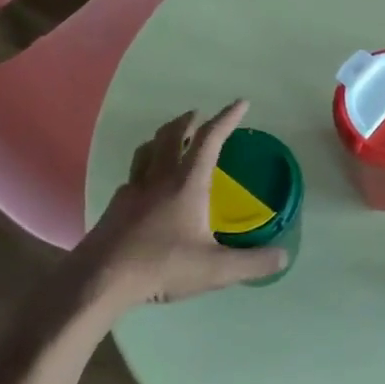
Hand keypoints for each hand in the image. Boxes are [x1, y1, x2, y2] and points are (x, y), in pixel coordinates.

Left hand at [77, 101, 289, 315]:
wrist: (101, 280)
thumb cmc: (162, 266)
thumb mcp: (216, 270)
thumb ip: (252, 263)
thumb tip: (284, 256)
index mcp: (187, 184)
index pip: (209, 139)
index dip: (226, 119)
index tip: (240, 103)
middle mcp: (159, 178)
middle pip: (171, 134)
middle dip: (189, 120)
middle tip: (199, 115)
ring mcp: (133, 190)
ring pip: (146, 149)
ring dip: (162, 137)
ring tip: (170, 138)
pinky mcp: (115, 206)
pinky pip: (132, 174)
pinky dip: (144, 166)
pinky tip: (146, 183)